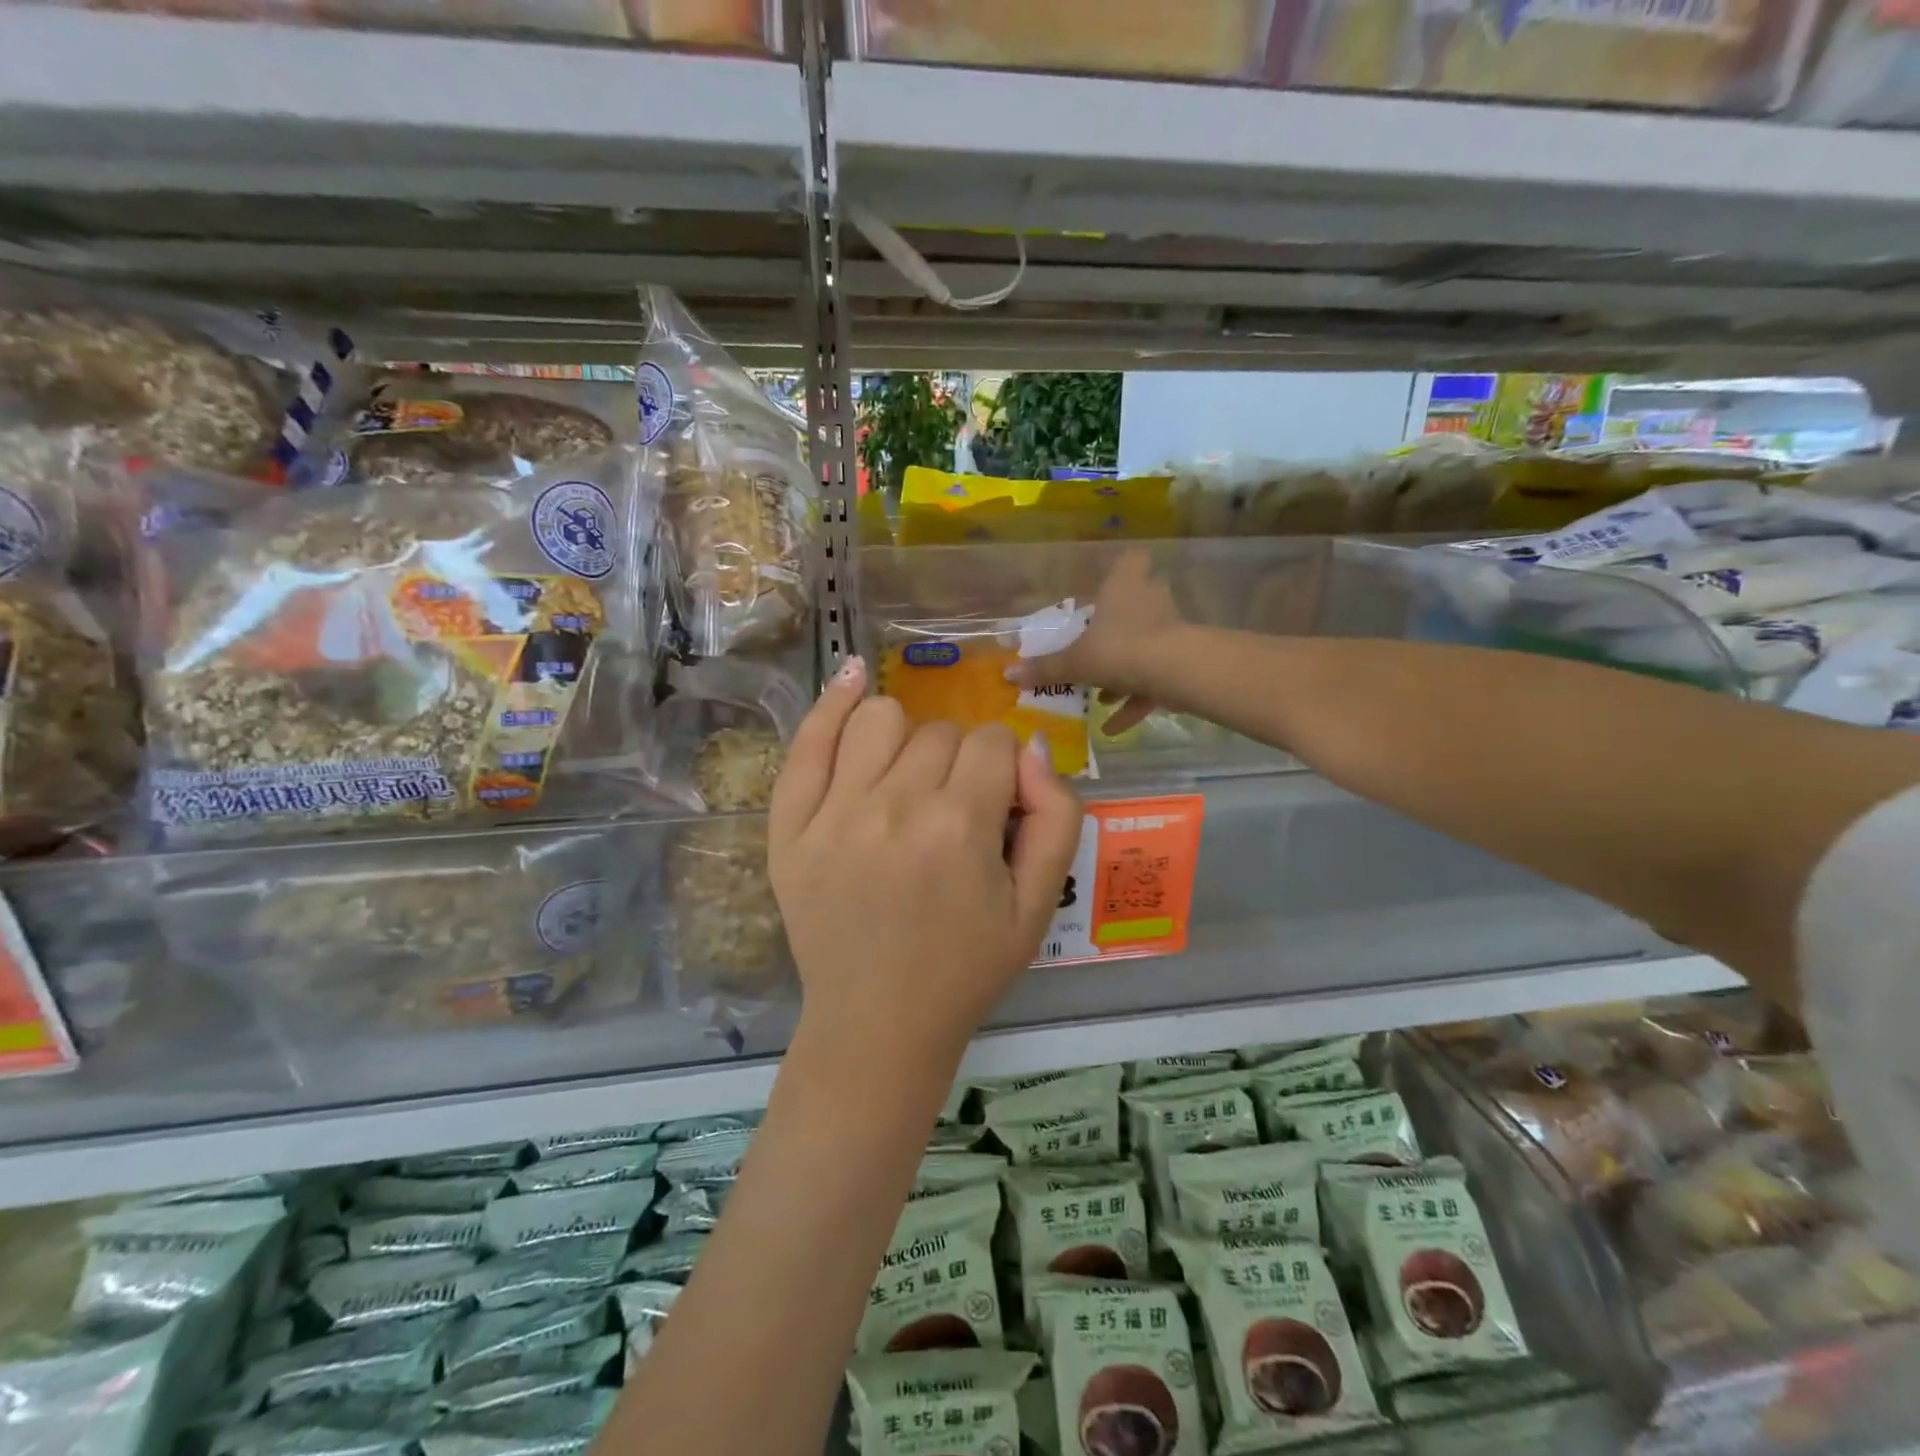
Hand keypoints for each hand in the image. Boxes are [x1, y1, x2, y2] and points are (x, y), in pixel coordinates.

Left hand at [768, 657, 1083, 1070]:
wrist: (878, 1023)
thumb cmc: (966, 968)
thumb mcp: (1039, 905)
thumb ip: (1055, 817)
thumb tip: (1031, 747)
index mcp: (959, 827)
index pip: (993, 742)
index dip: (1002, 770)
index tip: (992, 808)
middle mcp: (893, 807)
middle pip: (941, 732)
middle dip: (958, 763)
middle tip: (950, 814)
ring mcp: (832, 813)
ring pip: (880, 718)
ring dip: (905, 738)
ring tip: (905, 779)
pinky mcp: (790, 827)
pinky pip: (808, 742)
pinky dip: (833, 704)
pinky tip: (852, 680)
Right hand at [1009, 549, 1184, 734]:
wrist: (1176, 672)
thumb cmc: (1119, 649)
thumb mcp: (1075, 662)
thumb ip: (1046, 668)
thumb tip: (1008, 673)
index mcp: (1124, 585)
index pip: (1131, 559)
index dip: (1123, 568)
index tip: (1110, 582)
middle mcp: (1151, 599)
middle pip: (1140, 601)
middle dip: (1121, 624)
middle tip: (1099, 641)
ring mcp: (1171, 629)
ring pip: (1145, 644)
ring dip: (1125, 669)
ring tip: (1101, 696)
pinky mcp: (1182, 659)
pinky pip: (1154, 679)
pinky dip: (1135, 700)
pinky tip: (1112, 728)